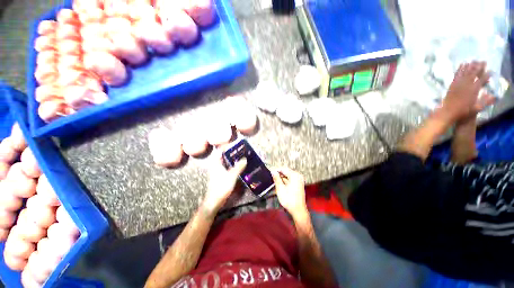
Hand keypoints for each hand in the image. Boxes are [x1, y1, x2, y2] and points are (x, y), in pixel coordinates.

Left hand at [203, 152, 246, 213]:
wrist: (214, 201)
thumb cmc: (221, 186)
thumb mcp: (232, 176)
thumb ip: (239, 167)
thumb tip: (244, 159)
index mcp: (216, 163)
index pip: (221, 151)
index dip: (227, 146)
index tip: (235, 143)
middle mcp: (216, 165)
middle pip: (224, 156)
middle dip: (232, 152)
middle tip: (241, 150)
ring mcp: (218, 171)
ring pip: (226, 162)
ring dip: (233, 159)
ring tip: (241, 156)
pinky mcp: (221, 176)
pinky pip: (227, 167)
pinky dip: (232, 165)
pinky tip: (239, 166)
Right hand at [271, 167, 306, 217]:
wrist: (298, 210)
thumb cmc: (289, 200)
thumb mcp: (280, 188)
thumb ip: (276, 178)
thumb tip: (273, 171)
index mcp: (294, 175)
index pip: (283, 169)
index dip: (276, 170)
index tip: (270, 172)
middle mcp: (298, 176)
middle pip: (286, 172)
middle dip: (279, 174)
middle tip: (272, 177)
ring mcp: (299, 180)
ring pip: (288, 176)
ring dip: (282, 178)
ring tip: (275, 182)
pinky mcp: (299, 184)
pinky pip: (291, 179)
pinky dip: (285, 181)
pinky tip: (280, 185)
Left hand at [440, 61, 494, 122]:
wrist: (448, 112)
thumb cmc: (463, 111)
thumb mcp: (476, 108)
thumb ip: (485, 101)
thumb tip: (494, 96)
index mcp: (474, 90)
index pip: (482, 80)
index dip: (487, 75)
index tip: (490, 71)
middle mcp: (466, 85)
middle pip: (474, 73)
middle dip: (479, 67)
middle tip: (483, 61)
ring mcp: (458, 84)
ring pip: (465, 72)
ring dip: (470, 66)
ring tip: (474, 60)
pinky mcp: (452, 85)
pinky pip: (457, 75)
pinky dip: (460, 69)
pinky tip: (462, 64)